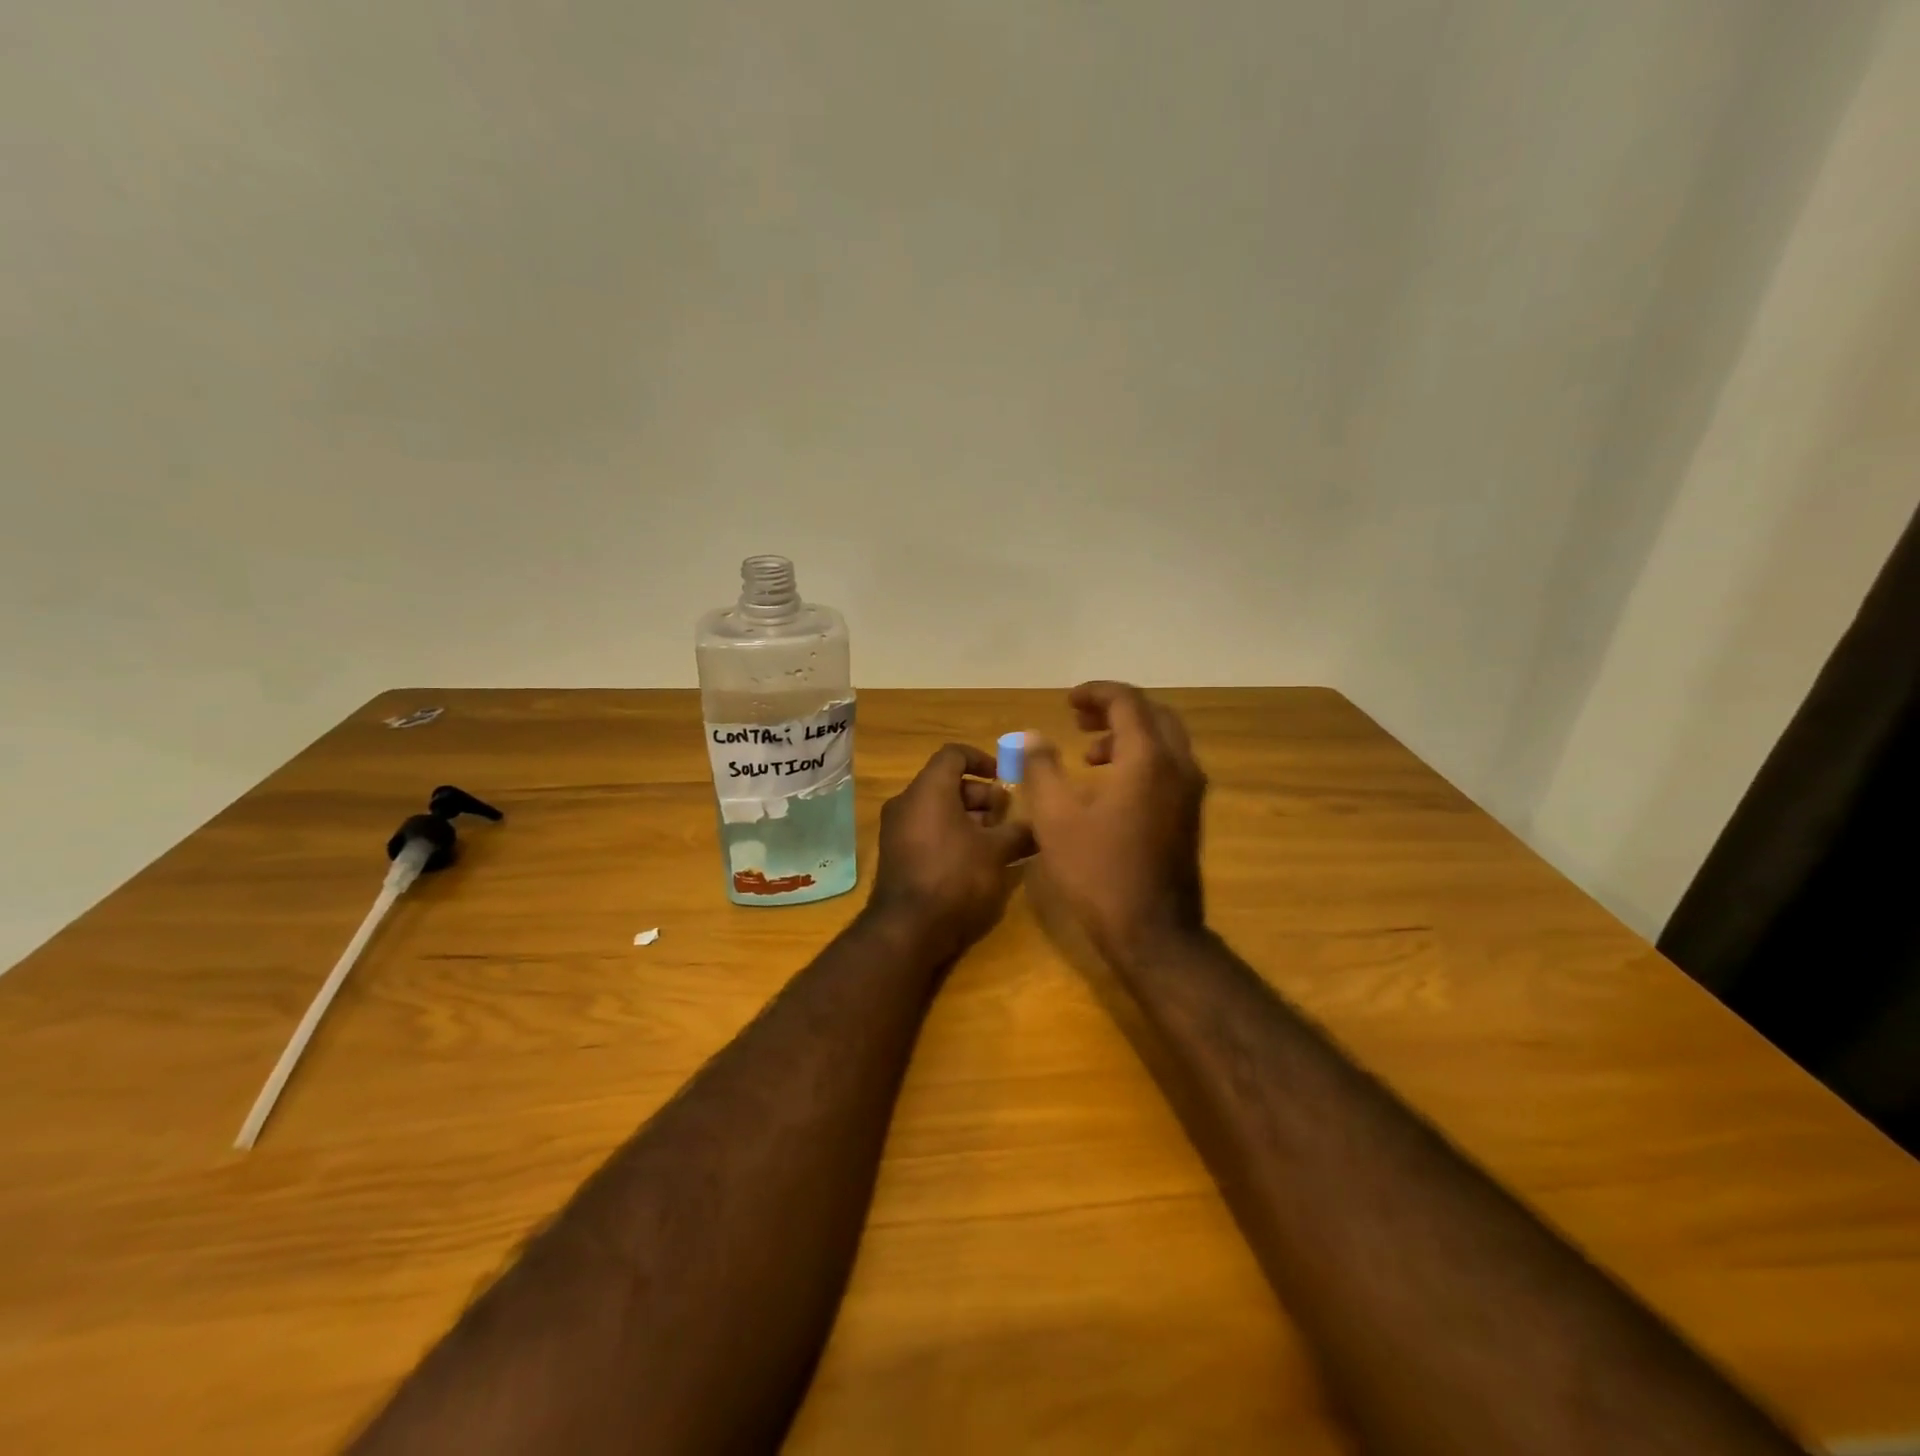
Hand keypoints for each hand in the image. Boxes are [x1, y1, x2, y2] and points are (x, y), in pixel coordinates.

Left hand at [866, 743, 1034, 961]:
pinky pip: (926, 829)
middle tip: (1006, 815)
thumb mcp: (996, 852)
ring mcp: (896, 829)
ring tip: (997, 840)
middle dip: (981, 795)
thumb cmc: (955, 877)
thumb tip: (1039, 826)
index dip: (982, 759)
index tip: (1005, 778)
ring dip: (968, 817)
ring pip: (937, 808)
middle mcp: (907, 802)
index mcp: (929, 789)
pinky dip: (951, 834)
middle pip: (947, 783)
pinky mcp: (896, 854)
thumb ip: (1018, 832)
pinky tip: (976, 859)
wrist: (908, 929)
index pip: (954, 754)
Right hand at [1023, 682, 1207, 964]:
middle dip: (1115, 709)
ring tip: (1088, 753)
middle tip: (1079, 718)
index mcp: (1148, 758)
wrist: (1153, 932)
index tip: (1068, 701)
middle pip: (1153, 715)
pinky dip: (1141, 758)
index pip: (1128, 702)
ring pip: (1164, 741)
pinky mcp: (1190, 815)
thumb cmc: (1098, 871)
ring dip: (1128, 735)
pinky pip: (1169, 766)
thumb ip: (1040, 768)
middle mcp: (1178, 766)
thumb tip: (1029, 736)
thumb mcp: (1055, 817)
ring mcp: (1190, 792)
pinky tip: (1109, 786)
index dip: (1096, 693)